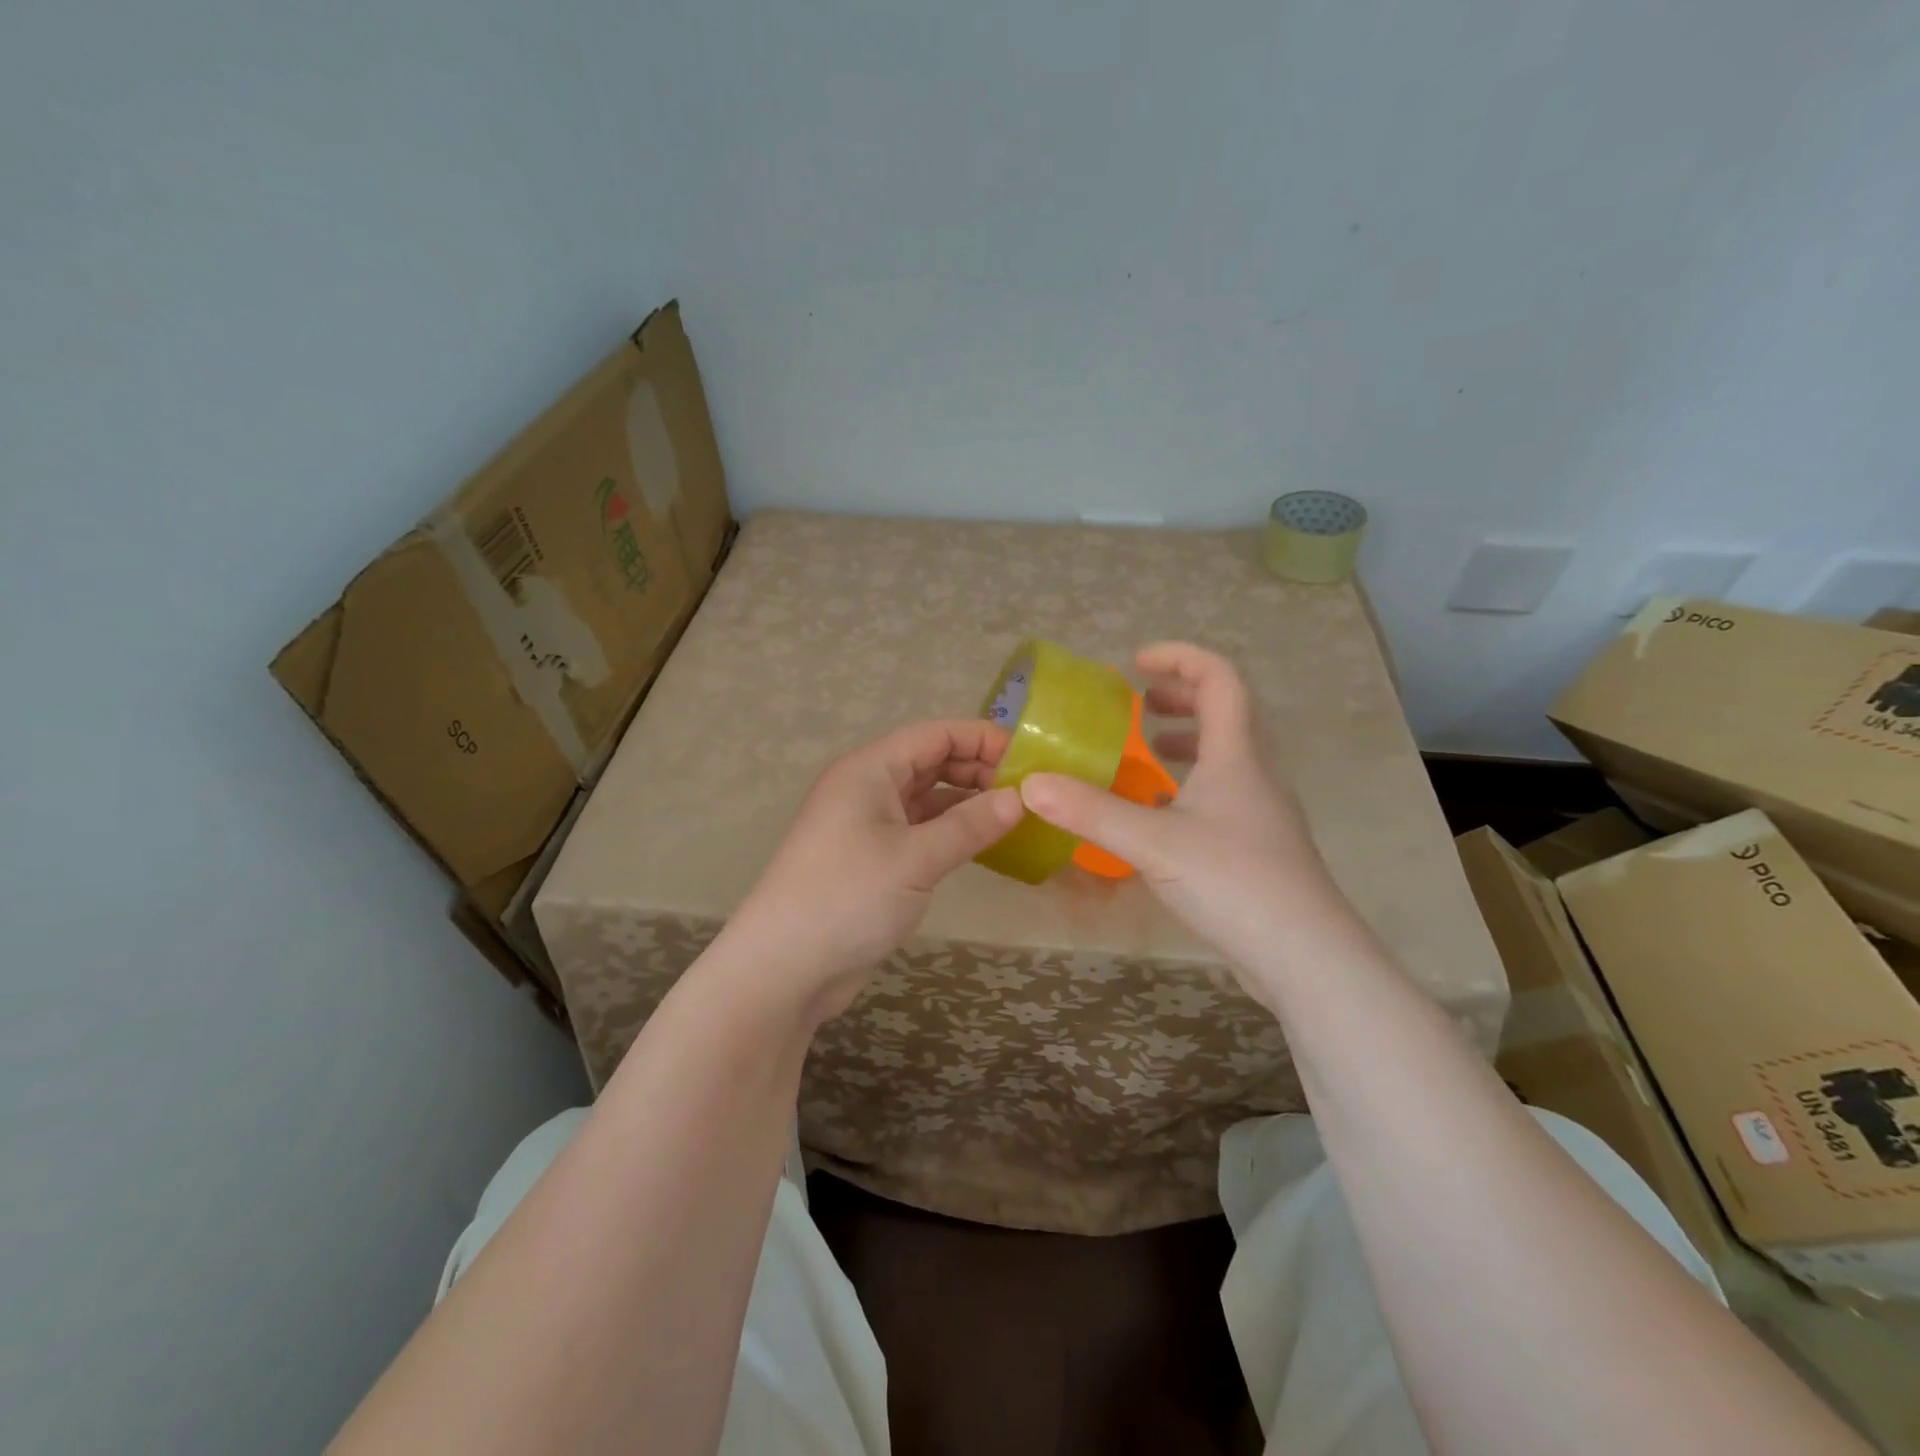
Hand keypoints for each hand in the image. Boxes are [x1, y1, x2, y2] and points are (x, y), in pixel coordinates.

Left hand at [724, 720, 1022, 1020]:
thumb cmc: (848, 897)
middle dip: (978, 770)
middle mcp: (867, 788)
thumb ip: (969, 825)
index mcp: (870, 770)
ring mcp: (868, 825)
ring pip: (927, 798)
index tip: (1028, 759)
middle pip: (931, 762)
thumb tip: (1019, 798)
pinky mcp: (873, 860)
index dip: (982, 739)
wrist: (784, 968)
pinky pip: (920, 831)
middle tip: (1028, 793)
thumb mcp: (916, 858)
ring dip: (967, 803)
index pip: (934, 735)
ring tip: (1016, 817)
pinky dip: (951, 832)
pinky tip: (984, 845)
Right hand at [1019, 642, 1349, 984]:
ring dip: (1185, 744)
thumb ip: (1091, 812)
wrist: (1304, 957)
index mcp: (1237, 755)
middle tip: (1137, 707)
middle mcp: (1255, 775)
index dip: (1180, 658)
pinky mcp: (1257, 848)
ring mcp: (1260, 813)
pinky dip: (1187, 788)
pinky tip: (1157, 818)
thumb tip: (1030, 785)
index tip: (1136, 663)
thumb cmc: (1234, 881)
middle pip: (1226, 713)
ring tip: (1144, 754)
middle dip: (1180, 699)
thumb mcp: (1153, 842)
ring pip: (1225, 758)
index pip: (1220, 679)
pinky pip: (1221, 796)